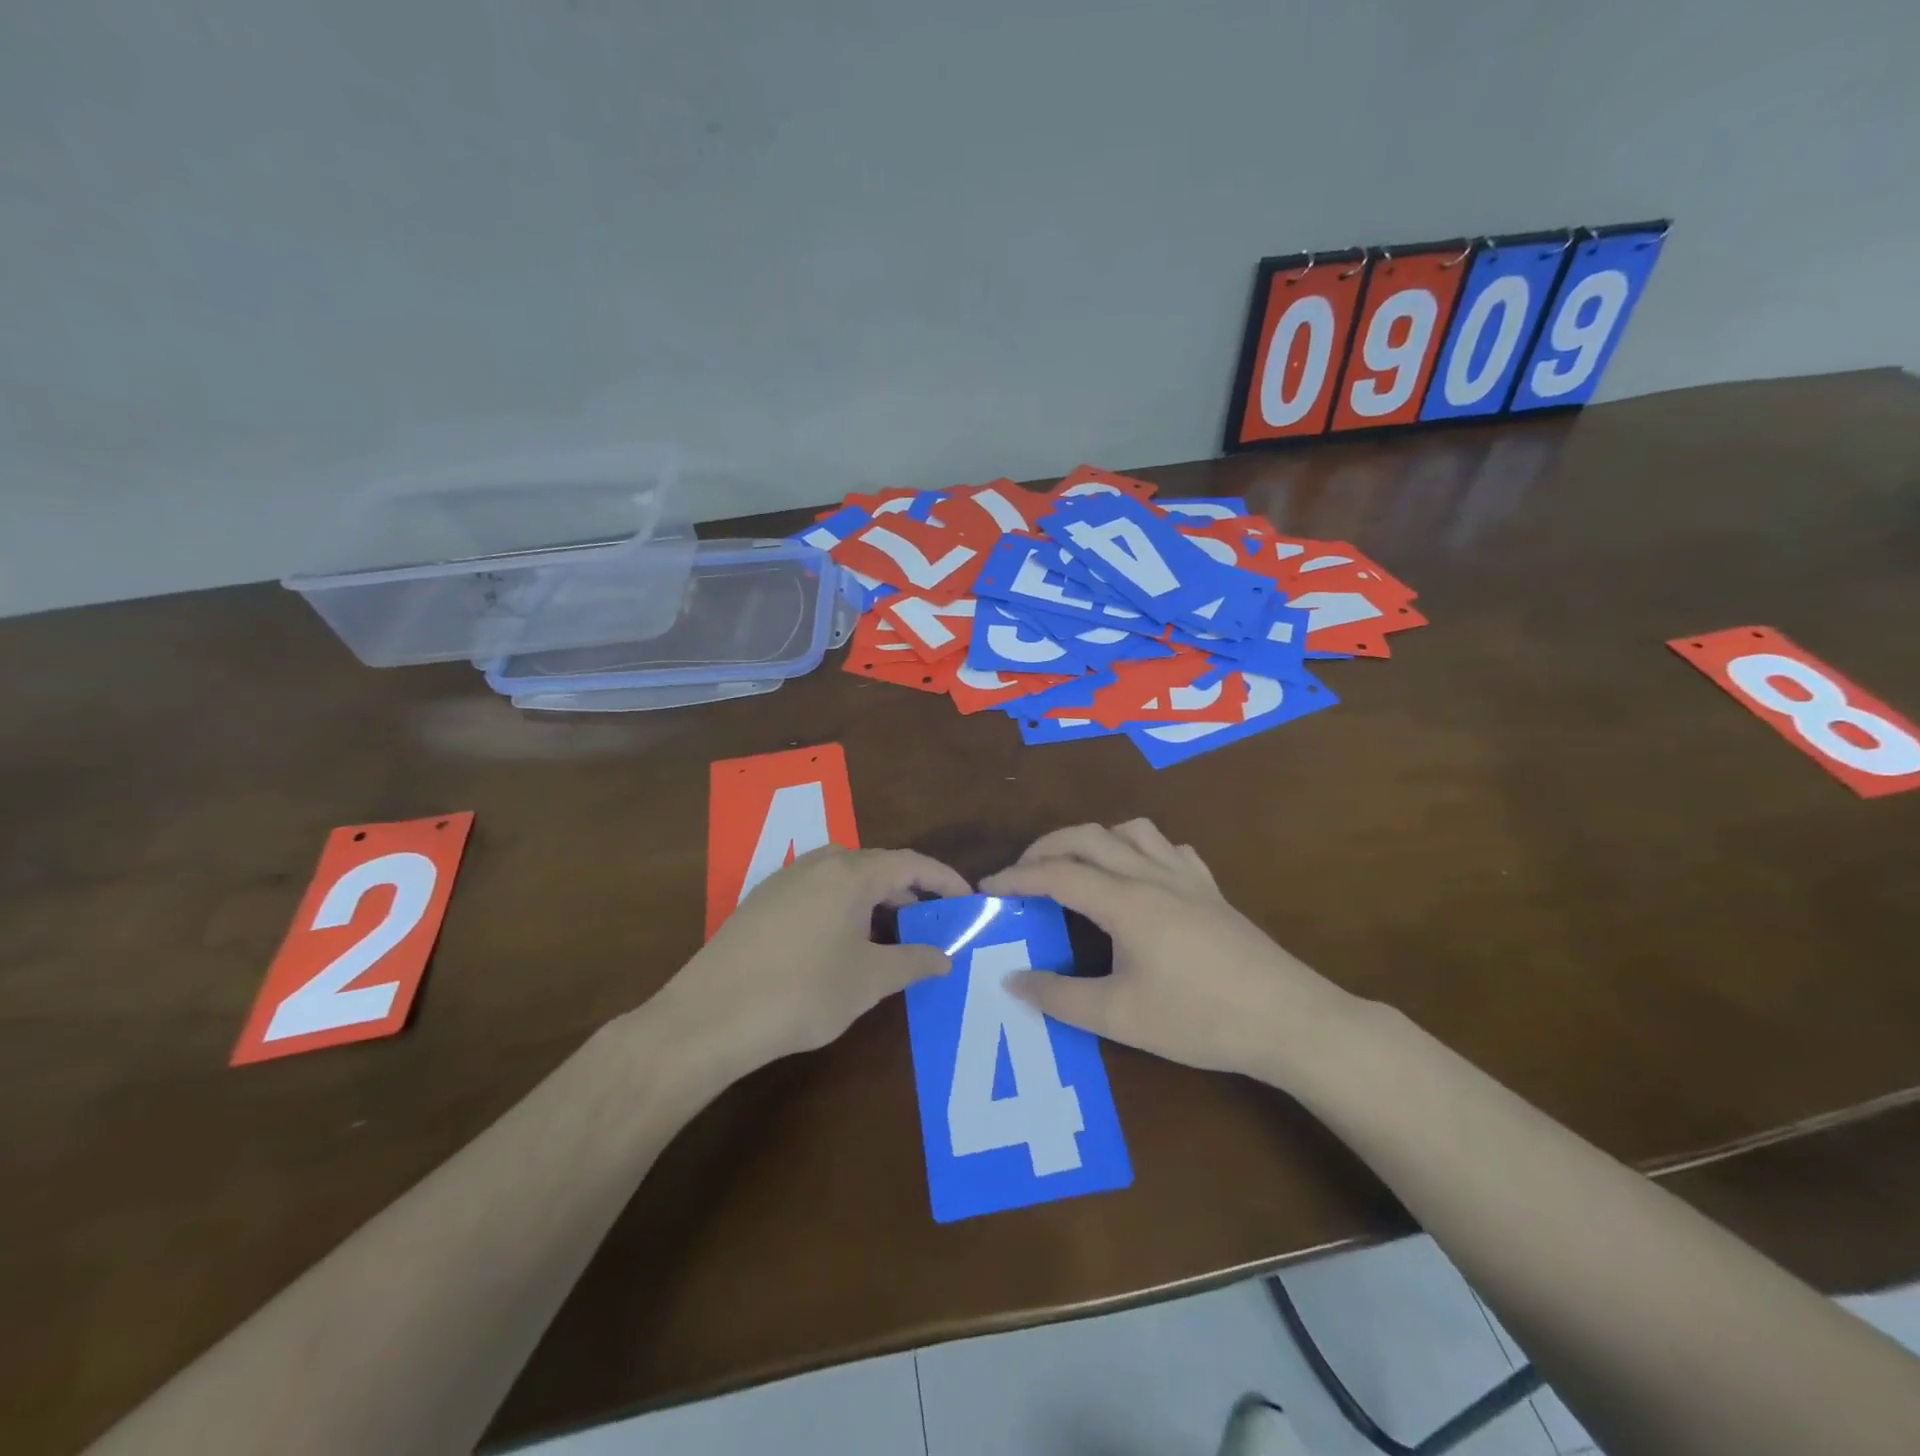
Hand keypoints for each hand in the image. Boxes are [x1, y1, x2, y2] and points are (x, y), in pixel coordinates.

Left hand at [647, 845, 970, 1081]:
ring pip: (844, 876)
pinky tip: (839, 942)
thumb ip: (913, 961)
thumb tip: (945, 956)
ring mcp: (785, 878)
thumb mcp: (869, 980)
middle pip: (877, 865)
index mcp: (851, 873)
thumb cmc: (803, 993)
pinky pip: (817, 889)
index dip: (944, 879)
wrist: (709, 1016)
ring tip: (887, 933)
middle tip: (930, 921)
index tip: (968, 898)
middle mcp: (819, 862)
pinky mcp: (761, 900)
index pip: (911, 863)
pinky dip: (842, 905)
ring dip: (873, 898)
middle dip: (909, 890)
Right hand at [979, 820, 1355, 1084]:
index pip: (1056, 873)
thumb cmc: (1200, 1019)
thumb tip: (1012, 979)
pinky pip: (1169, 848)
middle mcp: (1151, 875)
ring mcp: (1187, 877)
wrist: (1290, 1019)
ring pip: (1131, 831)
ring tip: (1078, 868)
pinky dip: (1140, 850)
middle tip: (1021, 875)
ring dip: (1094, 839)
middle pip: (1087, 836)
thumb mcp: (1120, 1017)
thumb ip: (1060, 997)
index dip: (1016, 877)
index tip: (987, 888)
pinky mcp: (1211, 889)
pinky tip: (1141, 878)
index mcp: (1125, 901)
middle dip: (1045, 847)